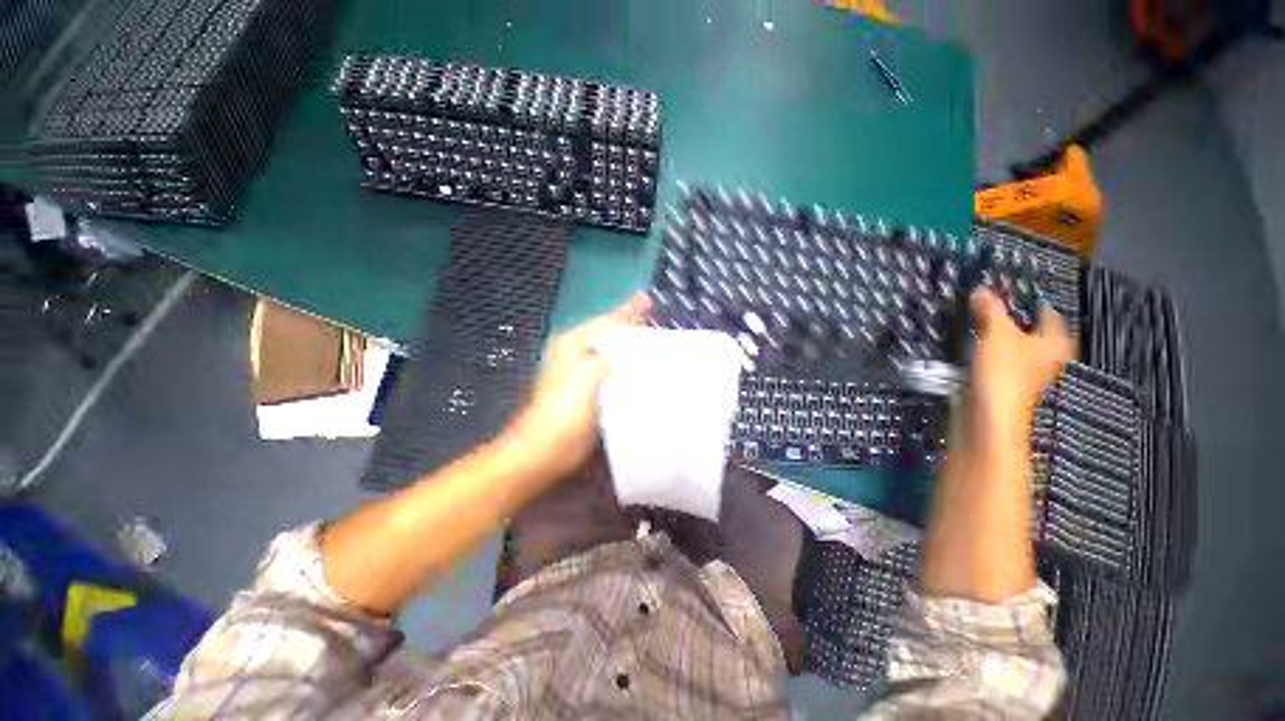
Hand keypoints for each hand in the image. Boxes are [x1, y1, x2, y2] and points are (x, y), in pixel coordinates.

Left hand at [500, 294, 650, 481]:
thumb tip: (638, 340)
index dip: (628, 310)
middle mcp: (576, 354)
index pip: (606, 320)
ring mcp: (582, 374)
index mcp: (573, 343)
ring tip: (654, 341)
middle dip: (631, 326)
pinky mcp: (589, 393)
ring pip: (612, 353)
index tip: (647, 299)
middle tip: (655, 318)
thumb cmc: (566, 410)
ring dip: (631, 348)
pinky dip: (628, 368)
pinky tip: (643, 370)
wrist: (547, 449)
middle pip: (609, 335)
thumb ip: (614, 355)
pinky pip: (613, 372)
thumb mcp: (589, 375)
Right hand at [967, 288, 1074, 446]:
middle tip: (996, 308)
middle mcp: (1047, 359)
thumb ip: (991, 310)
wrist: (990, 417)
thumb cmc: (1004, 371)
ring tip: (982, 327)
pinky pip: (1001, 363)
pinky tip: (975, 351)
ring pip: (1017, 350)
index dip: (1034, 302)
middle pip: (1035, 334)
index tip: (1017, 293)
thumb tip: (982, 289)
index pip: (1049, 315)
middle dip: (1018, 322)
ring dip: (1003, 340)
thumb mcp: (996, 333)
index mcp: (1053, 343)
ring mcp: (1027, 376)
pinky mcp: (1007, 388)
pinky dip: (991, 355)